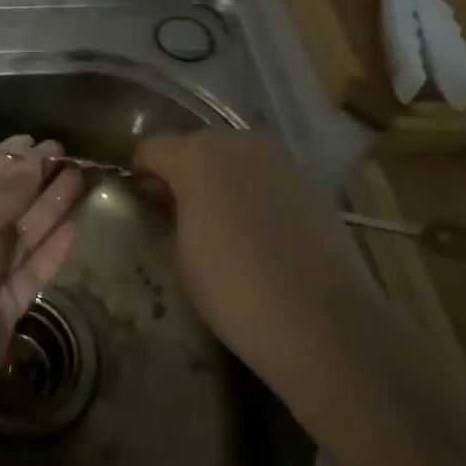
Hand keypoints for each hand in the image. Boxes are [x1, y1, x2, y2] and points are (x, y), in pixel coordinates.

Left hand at [0, 138, 85, 405]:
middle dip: (34, 181)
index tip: (39, 143)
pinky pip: (31, 268)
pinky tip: (75, 226)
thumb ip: (5, 193)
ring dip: (49, 208)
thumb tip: (32, 158)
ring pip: (21, 234)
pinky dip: (52, 249)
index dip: (7, 161)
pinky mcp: (4, 304)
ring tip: (80, 180)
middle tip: (69, 157)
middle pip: (2, 205)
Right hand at [134, 128, 379, 395]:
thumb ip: (167, 214)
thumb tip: (166, 201)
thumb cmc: (234, 290)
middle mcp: (237, 143)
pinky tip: (258, 232)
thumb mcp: (179, 255)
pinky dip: (253, 193)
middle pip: (194, 147)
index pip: (150, 149)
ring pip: (232, 159)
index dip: (141, 176)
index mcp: (195, 156)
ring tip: (221, 225)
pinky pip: (265, 177)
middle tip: (179, 217)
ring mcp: (278, 159)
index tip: (142, 208)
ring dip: (219, 181)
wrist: (324, 322)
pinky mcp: (310, 181)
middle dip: (182, 174)